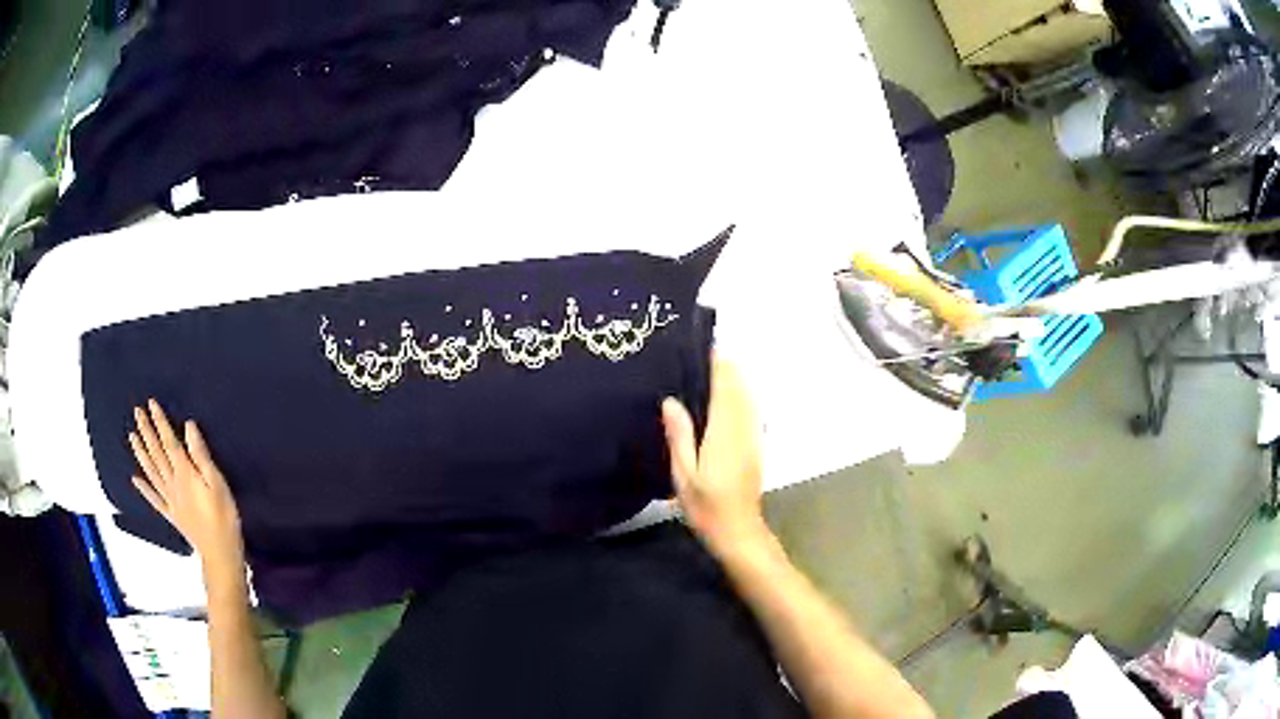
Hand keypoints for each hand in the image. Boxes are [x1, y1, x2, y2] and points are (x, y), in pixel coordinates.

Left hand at [129, 399, 244, 592]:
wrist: (219, 553)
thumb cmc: (223, 517)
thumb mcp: (218, 484)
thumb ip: (201, 456)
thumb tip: (188, 427)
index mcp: (185, 473)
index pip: (169, 442)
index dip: (160, 422)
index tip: (151, 404)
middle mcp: (173, 483)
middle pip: (157, 454)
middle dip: (146, 431)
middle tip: (137, 412)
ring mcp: (170, 499)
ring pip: (151, 472)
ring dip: (141, 453)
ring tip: (132, 436)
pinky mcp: (171, 514)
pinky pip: (154, 499)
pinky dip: (143, 488)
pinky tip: (135, 479)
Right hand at [662, 357, 769, 555]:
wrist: (739, 533)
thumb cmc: (707, 507)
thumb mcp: (683, 475)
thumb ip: (679, 436)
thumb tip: (671, 400)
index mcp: (724, 432)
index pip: (725, 386)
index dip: (716, 364)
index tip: (700, 347)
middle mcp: (744, 428)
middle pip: (740, 387)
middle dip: (723, 368)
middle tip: (697, 357)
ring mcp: (754, 437)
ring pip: (748, 397)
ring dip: (733, 381)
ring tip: (707, 372)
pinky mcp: (757, 446)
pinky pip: (751, 411)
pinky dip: (740, 397)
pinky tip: (724, 400)